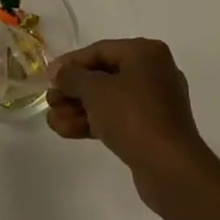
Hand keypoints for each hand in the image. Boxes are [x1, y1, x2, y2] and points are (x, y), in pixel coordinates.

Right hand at [47, 38, 214, 211]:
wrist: (171, 169)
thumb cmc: (133, 116)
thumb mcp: (95, 90)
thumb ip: (73, 77)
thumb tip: (59, 72)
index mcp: (146, 53)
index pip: (100, 50)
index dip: (71, 63)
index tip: (48, 76)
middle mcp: (154, 72)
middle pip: (104, 76)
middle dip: (74, 90)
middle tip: (50, 100)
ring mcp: (155, 104)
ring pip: (109, 100)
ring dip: (79, 109)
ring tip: (52, 120)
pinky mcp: (153, 130)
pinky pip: (118, 119)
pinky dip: (94, 122)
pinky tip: (66, 131)